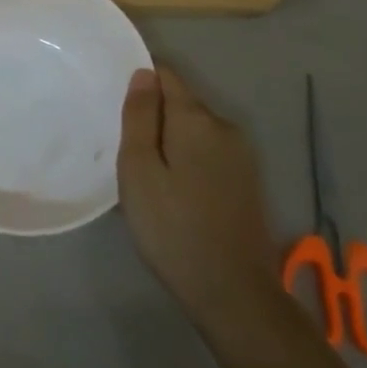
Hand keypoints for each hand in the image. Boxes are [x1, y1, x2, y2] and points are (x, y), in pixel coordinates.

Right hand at [119, 65, 286, 342]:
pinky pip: (210, 154)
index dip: (140, 82)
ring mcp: (242, 156)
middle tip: (127, 153)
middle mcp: (225, 127)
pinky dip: (189, 162)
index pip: (166, 75)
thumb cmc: (173, 228)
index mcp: (197, 119)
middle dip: (154, 117)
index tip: (118, 108)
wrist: (234, 294)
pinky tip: (176, 195)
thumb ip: (139, 116)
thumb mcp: (139, 170)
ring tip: (149, 178)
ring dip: (172, 142)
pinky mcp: (248, 182)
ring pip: (195, 131)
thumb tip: (144, 73)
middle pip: (181, 103)